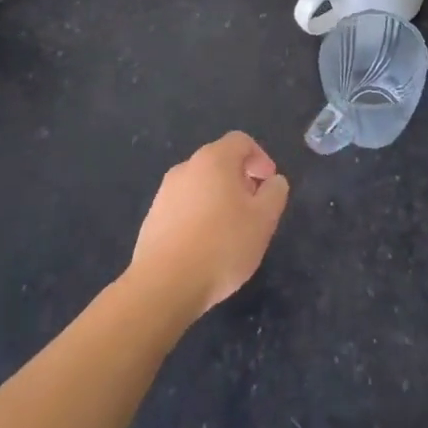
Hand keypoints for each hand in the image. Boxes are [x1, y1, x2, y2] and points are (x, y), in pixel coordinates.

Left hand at [127, 131, 289, 318]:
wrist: (164, 286)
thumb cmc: (222, 245)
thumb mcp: (264, 219)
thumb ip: (275, 192)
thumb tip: (273, 181)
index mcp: (214, 160)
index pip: (241, 141)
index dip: (260, 158)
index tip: (268, 185)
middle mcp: (186, 168)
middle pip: (219, 163)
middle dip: (241, 180)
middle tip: (254, 210)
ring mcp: (164, 194)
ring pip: (200, 186)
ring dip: (219, 200)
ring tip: (231, 232)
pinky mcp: (152, 220)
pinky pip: (183, 208)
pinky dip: (199, 218)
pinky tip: (206, 248)